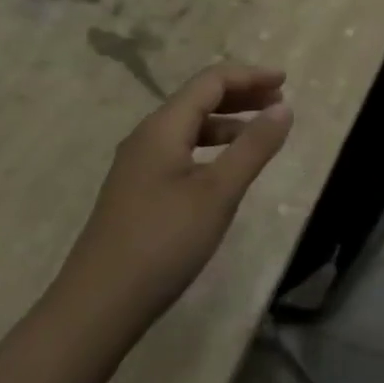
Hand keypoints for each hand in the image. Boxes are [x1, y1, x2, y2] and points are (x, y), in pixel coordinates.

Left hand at [51, 63, 293, 340]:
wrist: (98, 306)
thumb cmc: (163, 242)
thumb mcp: (218, 193)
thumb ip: (253, 147)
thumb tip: (283, 107)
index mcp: (162, 127)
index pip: (211, 81)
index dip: (249, 76)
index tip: (285, 80)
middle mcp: (147, 137)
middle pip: (198, 98)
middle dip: (240, 94)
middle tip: (278, 101)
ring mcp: (138, 165)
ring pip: (188, 126)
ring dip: (227, 121)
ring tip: (260, 133)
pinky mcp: (137, 191)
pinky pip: (180, 150)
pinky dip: (211, 146)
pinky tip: (225, 168)